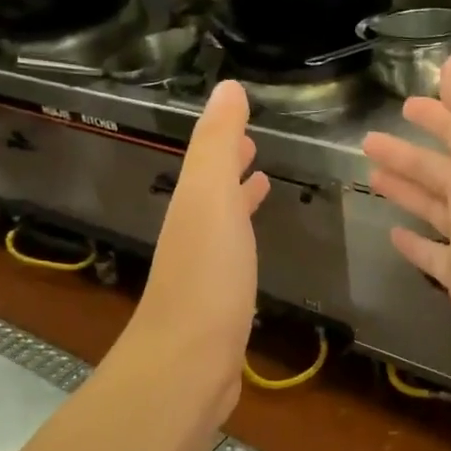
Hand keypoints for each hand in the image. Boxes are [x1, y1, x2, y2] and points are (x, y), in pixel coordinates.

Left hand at [122, 80, 269, 424]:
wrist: (188, 363)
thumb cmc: (206, 276)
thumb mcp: (210, 198)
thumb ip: (217, 144)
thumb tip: (227, 86)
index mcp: (192, 206)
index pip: (209, 162)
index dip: (226, 140)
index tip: (246, 123)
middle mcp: (193, 234)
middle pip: (212, 190)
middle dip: (231, 167)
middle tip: (255, 147)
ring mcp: (204, 272)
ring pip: (223, 224)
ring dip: (239, 200)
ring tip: (262, 185)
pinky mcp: (219, 305)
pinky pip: (234, 260)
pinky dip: (244, 242)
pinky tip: (254, 254)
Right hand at [362, 56, 450, 395]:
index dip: (439, 114)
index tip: (407, 102)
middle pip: (441, 169)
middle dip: (408, 153)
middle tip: (368, 141)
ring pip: (433, 208)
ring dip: (406, 190)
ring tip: (372, 177)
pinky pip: (432, 255)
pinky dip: (414, 244)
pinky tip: (392, 235)